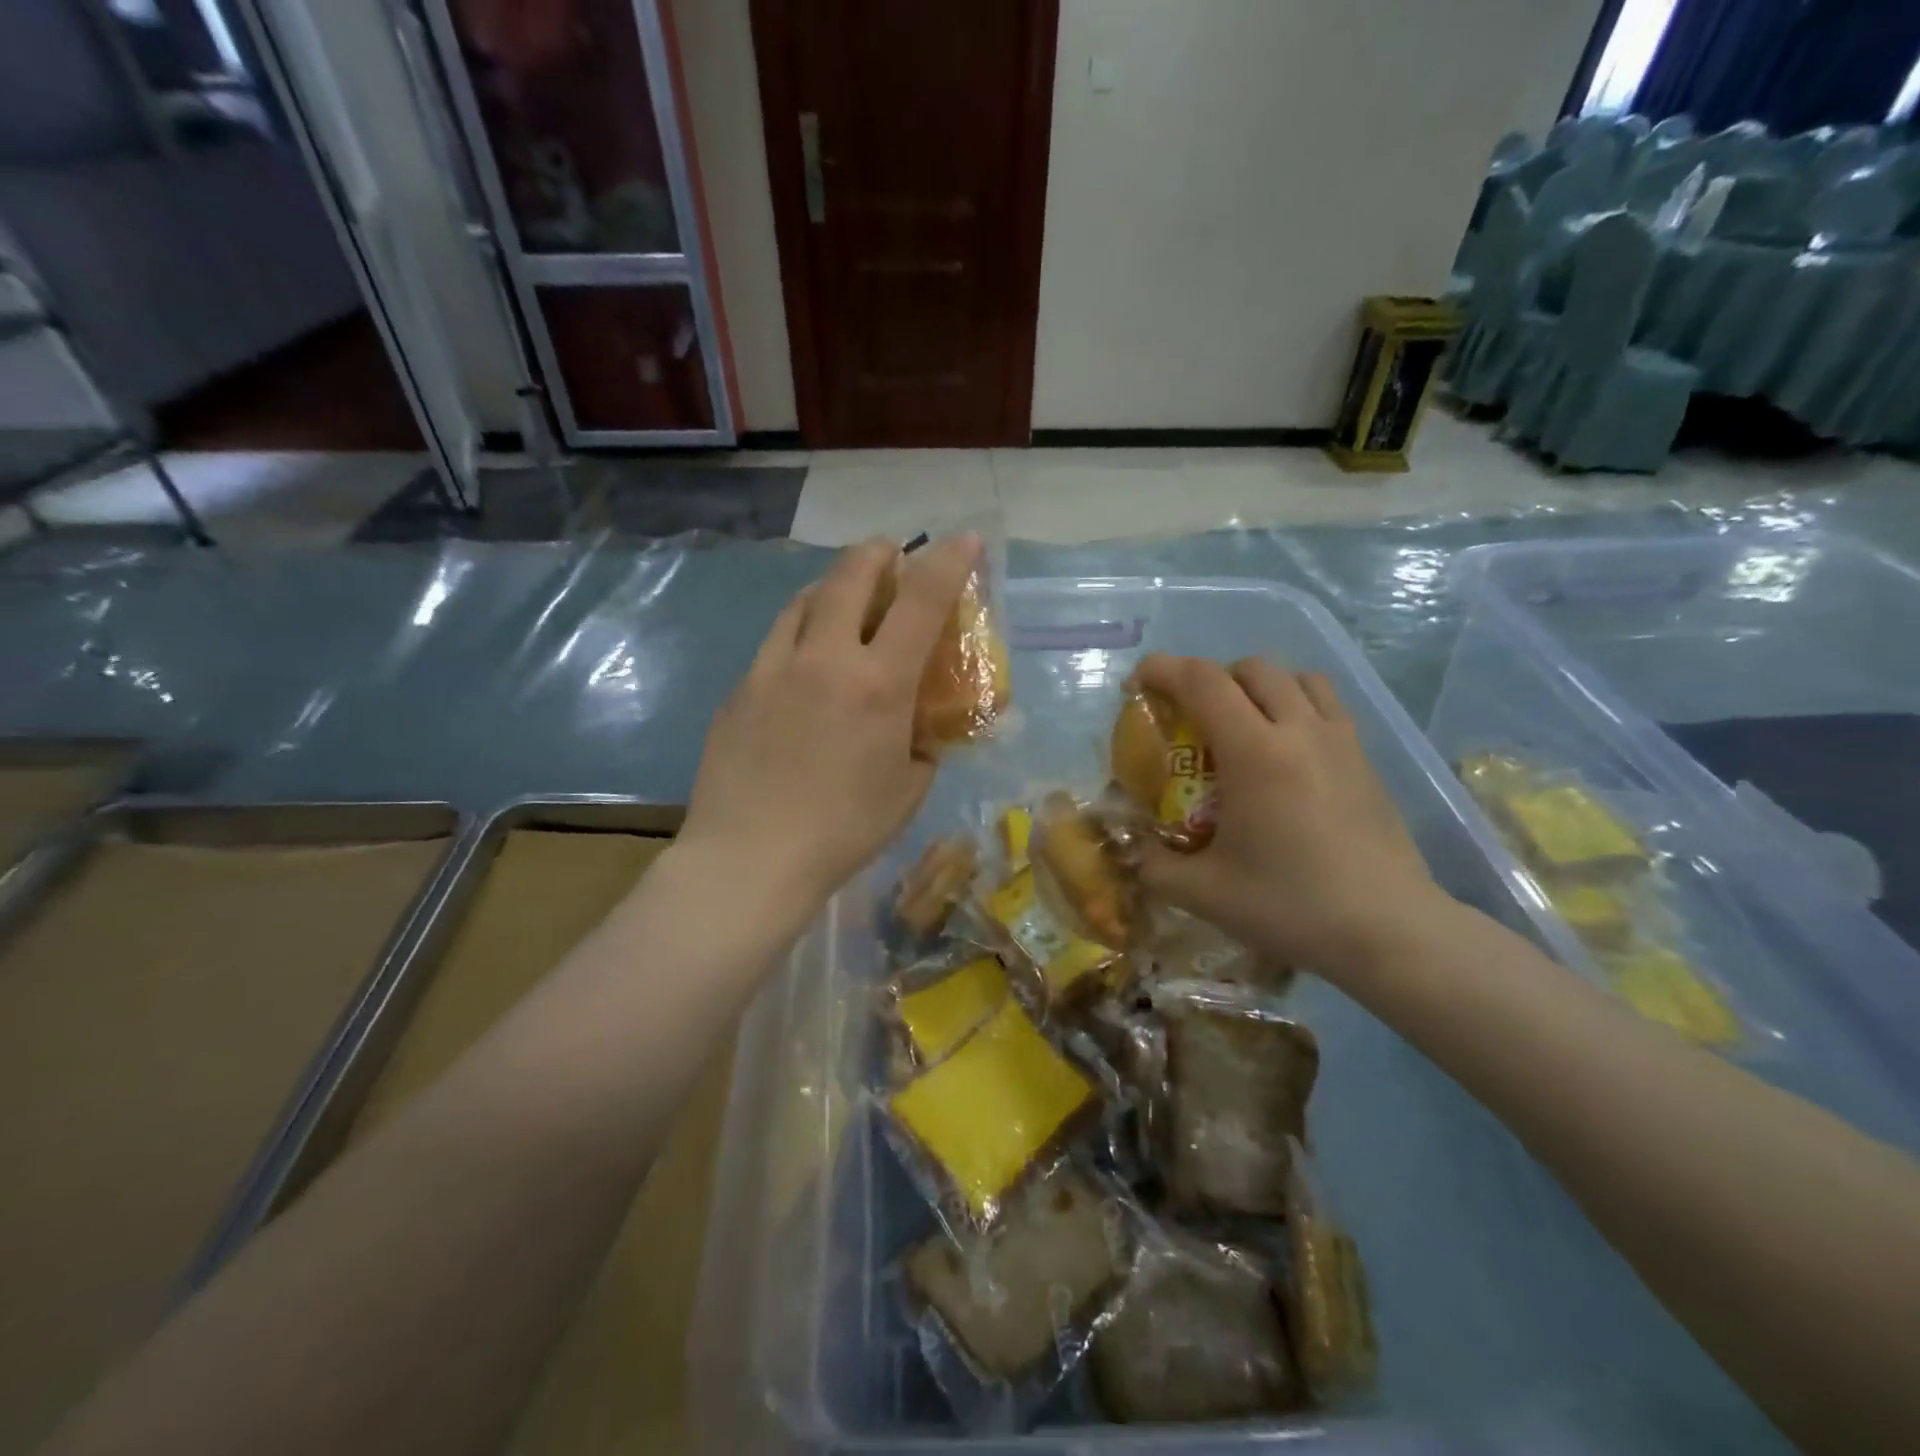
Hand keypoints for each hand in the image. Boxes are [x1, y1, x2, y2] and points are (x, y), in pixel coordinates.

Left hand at [681, 533, 981, 919]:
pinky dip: (800, 631)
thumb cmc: (844, 831)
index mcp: (878, 684)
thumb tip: (916, 732)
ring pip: (804, 601)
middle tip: (889, 554)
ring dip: (832, 586)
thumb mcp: (908, 790)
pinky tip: (803, 662)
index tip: (964, 539)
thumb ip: (921, 747)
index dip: (948, 563)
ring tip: (844, 597)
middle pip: (850, 576)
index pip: (921, 602)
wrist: (750, 858)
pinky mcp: (740, 689)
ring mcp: (773, 669)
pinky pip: (776, 642)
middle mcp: (825, 659)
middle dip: (877, 554)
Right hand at [1133, 655, 1444, 982]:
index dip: (1164, 670)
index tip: (1138, 682)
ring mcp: (1340, 741)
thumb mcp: (1202, 893)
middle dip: (1210, 678)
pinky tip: (1286, 749)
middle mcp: (1299, 730)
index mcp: (1254, 753)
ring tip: (1242, 722)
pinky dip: (1295, 704)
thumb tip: (1134, 850)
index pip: (1203, 682)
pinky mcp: (1365, 759)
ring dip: (1258, 685)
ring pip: (1296, 678)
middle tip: (1189, 713)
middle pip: (1251, 669)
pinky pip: (1325, 704)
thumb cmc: (1290, 906)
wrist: (1389, 931)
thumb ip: (1154, 865)